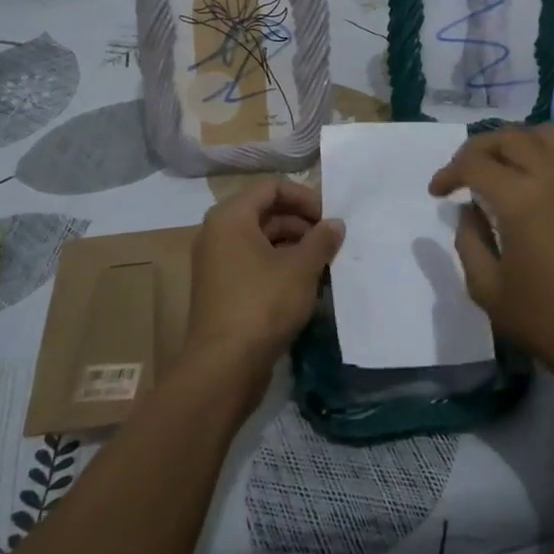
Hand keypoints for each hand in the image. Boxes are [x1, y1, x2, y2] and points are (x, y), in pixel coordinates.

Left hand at [184, 179, 342, 405]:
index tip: (330, 219)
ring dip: (295, 248)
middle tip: (332, 243)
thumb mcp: (301, 268)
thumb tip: (335, 224)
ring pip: (262, 241)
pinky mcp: (222, 290)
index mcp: (230, 217)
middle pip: (266, 213)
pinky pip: (254, 265)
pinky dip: (280, 267)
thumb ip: (322, 240)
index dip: (305, 197)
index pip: (272, 187)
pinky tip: (306, 286)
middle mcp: (218, 234)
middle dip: (302, 225)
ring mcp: (217, 263)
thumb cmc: (263, 304)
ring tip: (324, 266)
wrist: (224, 365)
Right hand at [429, 125, 553, 396]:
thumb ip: (469, 240)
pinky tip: (527, 182)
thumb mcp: (487, 289)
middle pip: (510, 137)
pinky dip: (540, 152)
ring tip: (496, 168)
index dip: (449, 172)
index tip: (437, 192)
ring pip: (544, 134)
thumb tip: (469, 210)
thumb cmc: (546, 321)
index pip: (475, 163)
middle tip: (461, 173)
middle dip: (478, 148)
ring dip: (514, 141)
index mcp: (521, 199)